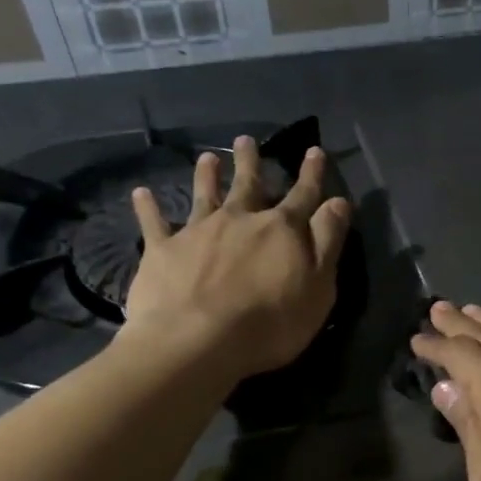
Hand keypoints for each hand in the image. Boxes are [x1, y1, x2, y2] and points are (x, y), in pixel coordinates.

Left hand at [123, 137, 352, 378]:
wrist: (199, 340)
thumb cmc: (271, 321)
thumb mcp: (319, 286)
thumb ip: (328, 242)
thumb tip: (338, 202)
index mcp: (282, 230)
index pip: (304, 195)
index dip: (312, 174)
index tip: (315, 151)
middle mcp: (240, 220)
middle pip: (249, 184)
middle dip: (251, 162)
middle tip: (247, 140)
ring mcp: (199, 231)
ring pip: (205, 194)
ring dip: (207, 175)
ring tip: (207, 157)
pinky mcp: (163, 250)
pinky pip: (154, 223)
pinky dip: (148, 207)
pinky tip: (141, 193)